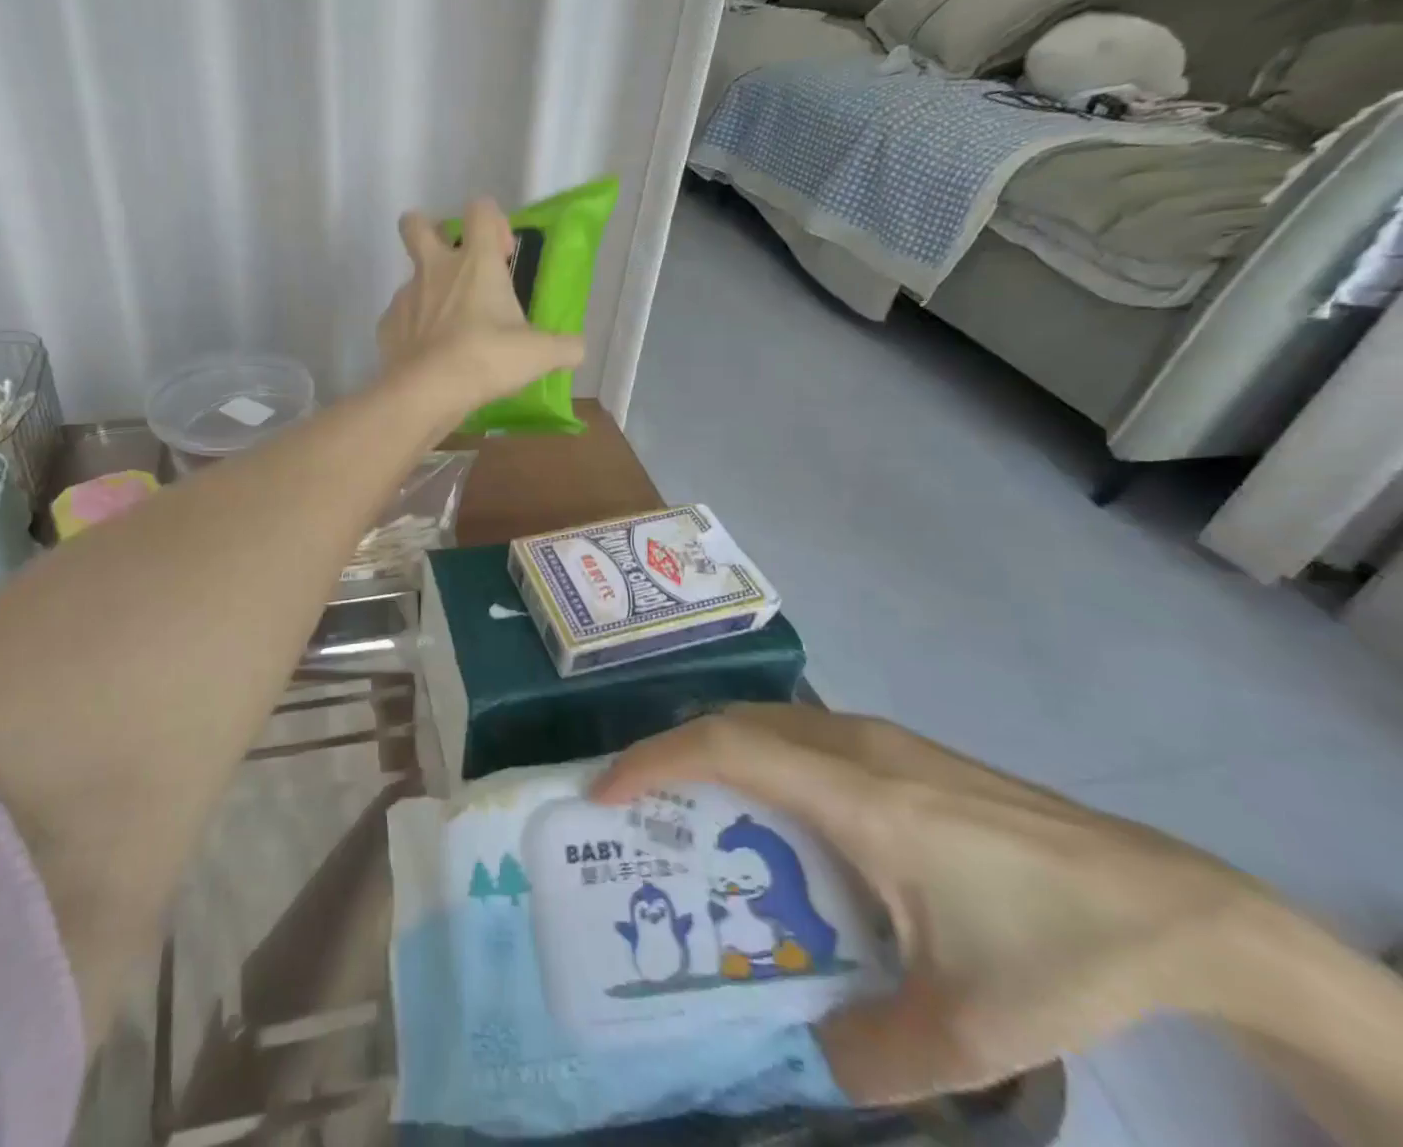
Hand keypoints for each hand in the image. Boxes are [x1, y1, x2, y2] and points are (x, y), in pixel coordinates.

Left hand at [377, 197, 583, 416]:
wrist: (428, 391)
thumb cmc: (487, 358)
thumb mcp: (540, 354)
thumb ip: (565, 347)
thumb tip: (577, 348)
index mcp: (475, 262)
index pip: (480, 209)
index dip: (493, 220)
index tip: (503, 253)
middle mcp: (435, 269)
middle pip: (416, 224)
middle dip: (429, 231)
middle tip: (452, 261)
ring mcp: (405, 296)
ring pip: (410, 277)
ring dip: (426, 291)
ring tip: (448, 328)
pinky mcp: (386, 326)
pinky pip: (399, 318)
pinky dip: (412, 330)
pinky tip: (427, 354)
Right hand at [593, 706, 1265, 1104]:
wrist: (1171, 904)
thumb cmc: (1055, 949)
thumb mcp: (966, 1031)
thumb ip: (870, 1055)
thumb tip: (809, 1052)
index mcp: (854, 795)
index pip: (725, 748)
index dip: (654, 761)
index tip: (605, 794)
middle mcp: (853, 746)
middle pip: (733, 722)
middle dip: (670, 754)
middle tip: (637, 807)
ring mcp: (879, 739)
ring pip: (766, 721)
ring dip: (715, 753)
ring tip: (693, 810)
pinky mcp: (900, 749)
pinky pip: (800, 733)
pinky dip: (758, 757)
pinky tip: (778, 819)